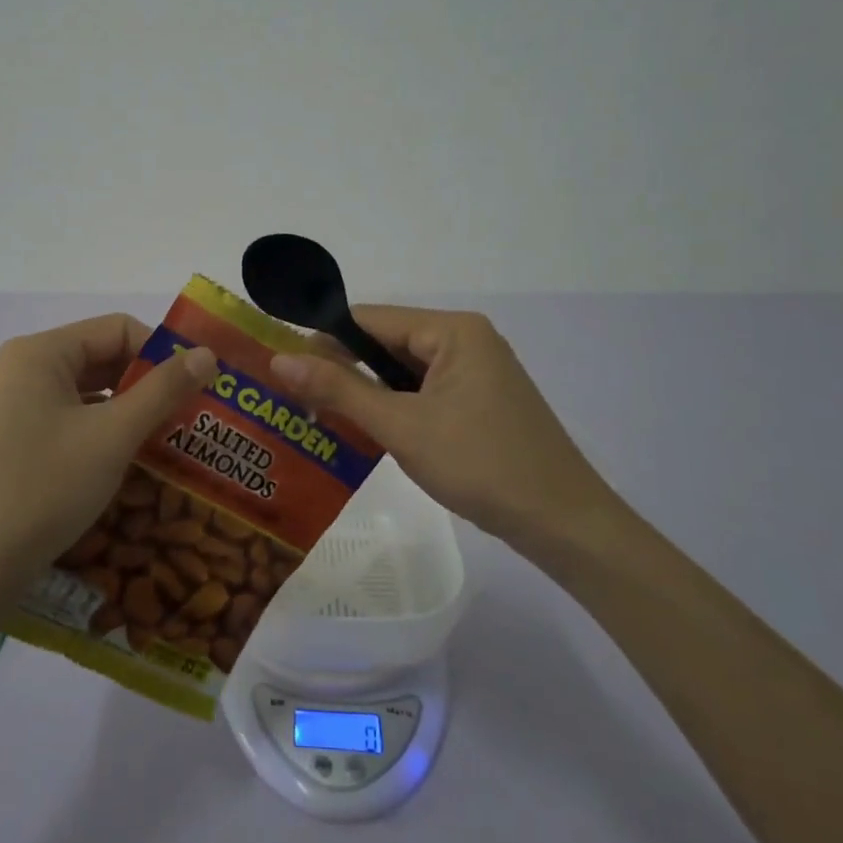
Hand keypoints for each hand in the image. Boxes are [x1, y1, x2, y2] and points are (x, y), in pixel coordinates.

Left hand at [0, 315, 217, 608]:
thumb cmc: (42, 489)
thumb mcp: (112, 436)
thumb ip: (163, 390)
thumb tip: (206, 353)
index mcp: (38, 354)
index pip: (116, 329)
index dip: (162, 353)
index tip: (196, 388)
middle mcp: (15, 371)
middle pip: (96, 360)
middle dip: (145, 386)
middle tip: (187, 418)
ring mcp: (1, 410)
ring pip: (78, 397)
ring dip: (122, 414)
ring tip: (162, 445)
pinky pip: (57, 424)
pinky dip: (92, 436)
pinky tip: (116, 467)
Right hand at [270, 306, 605, 548]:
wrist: (563, 524)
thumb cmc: (481, 465)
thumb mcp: (402, 426)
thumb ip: (339, 389)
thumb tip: (279, 360)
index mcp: (453, 330)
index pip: (370, 319)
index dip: (323, 339)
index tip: (282, 366)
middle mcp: (466, 340)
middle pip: (387, 342)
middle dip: (343, 367)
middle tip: (295, 395)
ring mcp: (477, 371)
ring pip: (404, 370)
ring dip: (366, 389)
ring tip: (320, 412)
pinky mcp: (480, 401)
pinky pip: (424, 391)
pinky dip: (394, 405)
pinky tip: (367, 428)